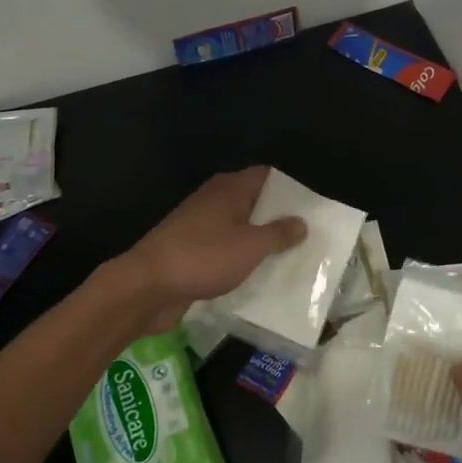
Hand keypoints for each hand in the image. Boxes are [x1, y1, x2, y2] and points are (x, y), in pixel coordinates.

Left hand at [120, 167, 306, 332]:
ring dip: (262, 241)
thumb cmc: (202, 257)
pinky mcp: (194, 251)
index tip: (314, 206)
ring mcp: (202, 226)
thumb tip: (301, 222)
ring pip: (241, 228)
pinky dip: (244, 258)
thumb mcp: (250, 246)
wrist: (147, 286)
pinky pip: (227, 249)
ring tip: (294, 257)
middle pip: (255, 202)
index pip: (267, 176)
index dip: (291, 188)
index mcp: (229, 188)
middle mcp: (215, 200)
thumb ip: (278, 233)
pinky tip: (262, 274)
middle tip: (311, 236)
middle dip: (280, 218)